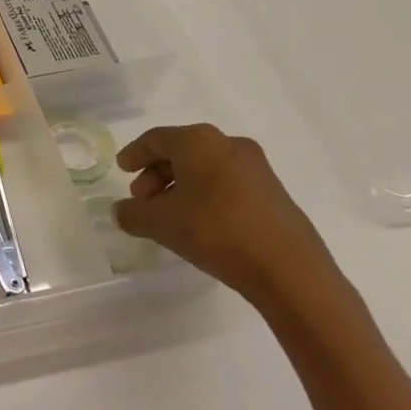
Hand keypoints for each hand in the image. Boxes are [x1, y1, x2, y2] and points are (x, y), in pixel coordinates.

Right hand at [113, 123, 337, 308]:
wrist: (290, 270)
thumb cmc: (216, 231)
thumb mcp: (161, 223)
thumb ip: (132, 214)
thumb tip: (121, 211)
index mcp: (199, 141)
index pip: (156, 139)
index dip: (135, 153)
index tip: (122, 169)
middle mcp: (229, 144)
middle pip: (182, 151)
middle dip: (157, 174)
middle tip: (143, 200)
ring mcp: (257, 168)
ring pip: (206, 168)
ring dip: (181, 187)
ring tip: (169, 216)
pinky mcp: (274, 193)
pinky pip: (228, 184)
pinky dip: (206, 196)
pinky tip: (200, 224)